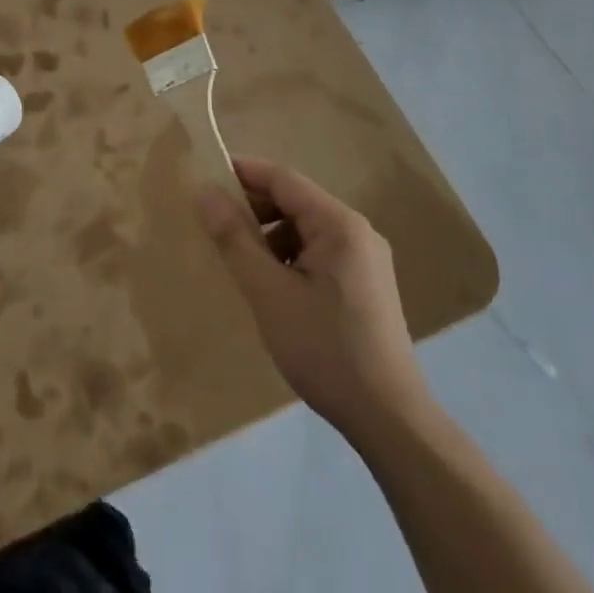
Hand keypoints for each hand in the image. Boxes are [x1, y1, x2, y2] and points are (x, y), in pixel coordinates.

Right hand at [195, 157, 432, 444]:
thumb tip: (205, 193)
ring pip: (305, 229)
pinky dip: (289, 257)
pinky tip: (270, 286)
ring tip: (238, 261)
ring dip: (269, 236)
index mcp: (340, 224)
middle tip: (213, 225)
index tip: (204, 179)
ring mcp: (366, 259)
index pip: (283, 179)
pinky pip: (318, 253)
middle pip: (295, 202)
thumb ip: (235, 239)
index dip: (242, 173)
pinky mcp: (365, 285)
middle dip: (253, 209)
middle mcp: (357, 231)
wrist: (389, 419)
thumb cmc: (325, 349)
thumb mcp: (269, 293)